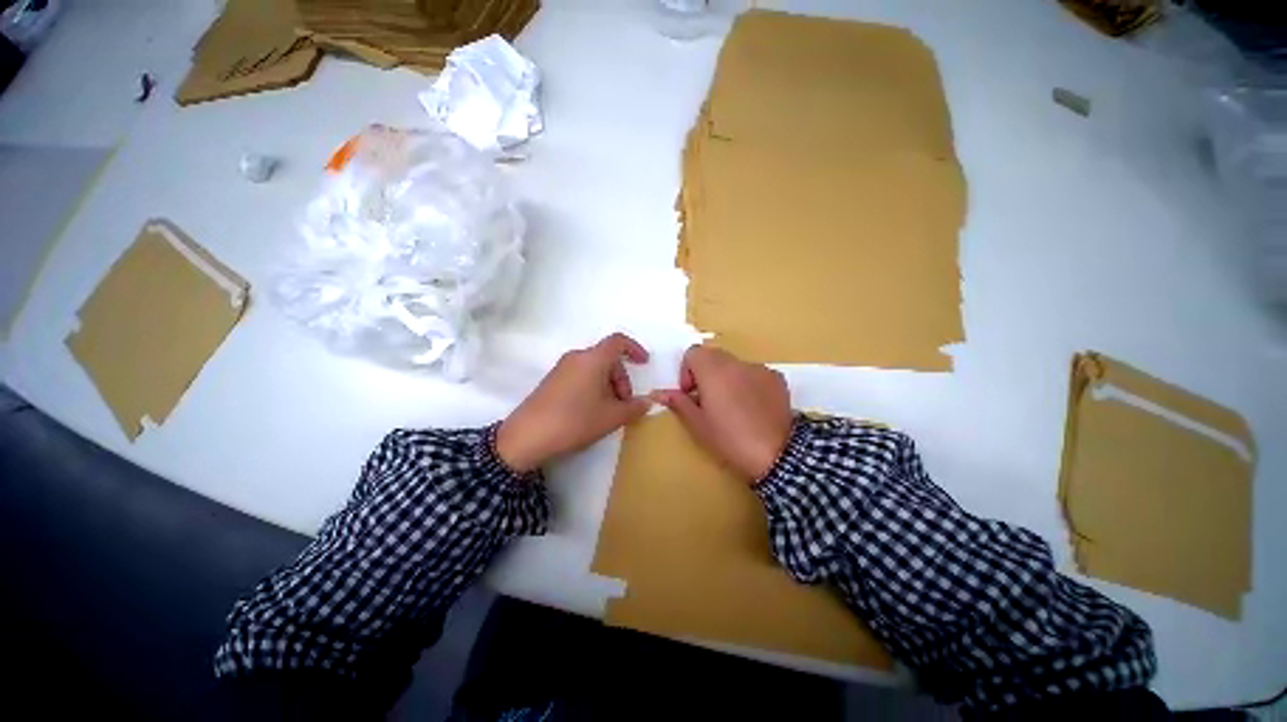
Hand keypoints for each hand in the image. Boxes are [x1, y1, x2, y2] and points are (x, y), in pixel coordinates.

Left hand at [496, 333, 652, 472]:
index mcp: (593, 359)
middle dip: (621, 378)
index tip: (644, 364)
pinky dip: (593, 387)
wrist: (527, 437)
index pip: (618, 341)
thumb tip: (647, 402)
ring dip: (608, 385)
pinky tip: (591, 411)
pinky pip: (580, 376)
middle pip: (607, 358)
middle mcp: (576, 357)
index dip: (634, 349)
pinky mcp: (552, 381)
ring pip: (594, 369)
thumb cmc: (575, 421)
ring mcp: (561, 368)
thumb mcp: (611, 417)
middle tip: (625, 403)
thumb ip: (634, 408)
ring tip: (609, 411)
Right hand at [651, 345, 792, 481]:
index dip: (687, 370)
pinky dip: (747, 383)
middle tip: (708, 400)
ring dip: (726, 378)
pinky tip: (753, 408)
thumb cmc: (730, 439)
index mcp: (713, 370)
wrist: (778, 454)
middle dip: (705, 373)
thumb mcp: (698, 424)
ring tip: (733, 407)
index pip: (693, 352)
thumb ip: (678, 403)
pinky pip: (754, 373)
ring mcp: (759, 368)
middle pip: (713, 356)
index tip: (691, 393)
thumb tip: (659, 393)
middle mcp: (736, 363)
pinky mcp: (776, 378)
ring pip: (734, 365)